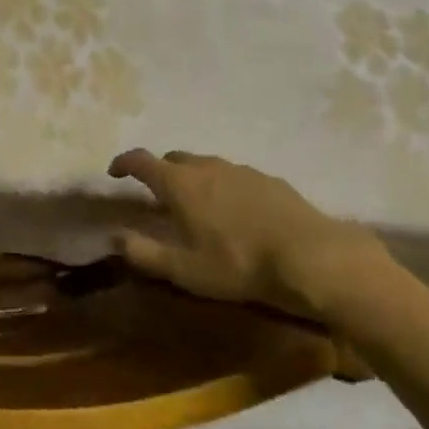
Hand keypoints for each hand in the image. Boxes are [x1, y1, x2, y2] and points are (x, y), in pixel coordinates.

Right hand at [107, 149, 382, 314]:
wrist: (314, 257)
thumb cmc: (239, 264)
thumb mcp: (185, 270)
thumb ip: (145, 253)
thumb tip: (115, 238)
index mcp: (179, 183)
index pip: (141, 161)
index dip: (123, 163)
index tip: (114, 172)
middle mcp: (206, 167)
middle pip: (174, 158)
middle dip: (160, 170)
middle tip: (158, 194)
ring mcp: (241, 170)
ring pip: (206, 164)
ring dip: (194, 177)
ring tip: (198, 203)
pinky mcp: (270, 179)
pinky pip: (235, 176)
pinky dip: (225, 186)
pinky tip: (237, 211)